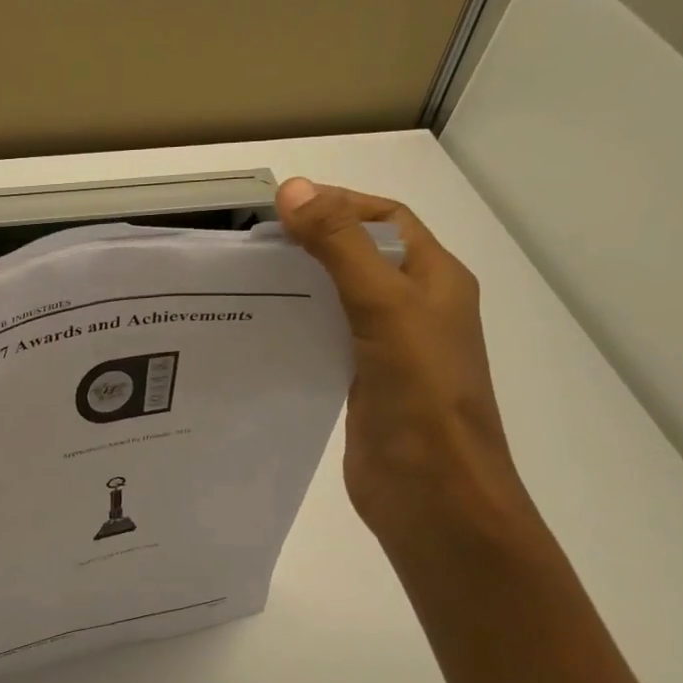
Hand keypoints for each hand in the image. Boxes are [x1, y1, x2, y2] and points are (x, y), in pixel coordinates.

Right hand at [276, 178, 527, 545]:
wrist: (433, 494)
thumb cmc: (420, 393)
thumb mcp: (383, 305)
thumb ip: (339, 246)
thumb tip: (293, 188)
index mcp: (435, 279)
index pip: (385, 219)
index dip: (339, 203)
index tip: (281, 209)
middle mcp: (416, 308)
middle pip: (361, 256)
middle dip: (313, 242)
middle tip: (253, 244)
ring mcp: (390, 348)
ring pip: (340, 298)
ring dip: (301, 284)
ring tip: (247, 281)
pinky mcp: (363, 383)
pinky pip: (327, 338)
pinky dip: (298, 325)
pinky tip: (261, 329)